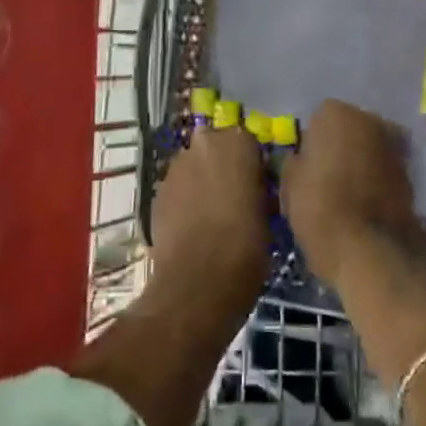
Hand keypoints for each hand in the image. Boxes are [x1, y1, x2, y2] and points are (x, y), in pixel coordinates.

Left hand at [148, 125, 268, 324]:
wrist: (197, 283)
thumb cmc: (246, 246)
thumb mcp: (269, 213)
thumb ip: (258, 187)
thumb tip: (255, 187)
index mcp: (237, 143)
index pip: (250, 142)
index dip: (254, 165)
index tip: (259, 186)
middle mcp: (203, 144)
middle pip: (217, 148)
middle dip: (224, 166)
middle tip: (236, 197)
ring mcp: (175, 167)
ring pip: (195, 166)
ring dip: (203, 180)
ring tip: (213, 213)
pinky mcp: (157, 191)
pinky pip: (178, 187)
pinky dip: (186, 198)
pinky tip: (194, 224)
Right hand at [280, 100, 420, 285]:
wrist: (372, 251)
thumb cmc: (320, 209)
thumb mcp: (289, 185)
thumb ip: (294, 162)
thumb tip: (301, 158)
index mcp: (336, 114)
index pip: (318, 119)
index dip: (311, 144)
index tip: (305, 167)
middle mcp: (370, 120)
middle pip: (348, 130)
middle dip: (339, 148)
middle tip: (323, 178)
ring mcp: (394, 147)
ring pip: (368, 149)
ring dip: (359, 163)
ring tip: (343, 195)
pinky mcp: (410, 176)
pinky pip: (383, 171)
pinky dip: (375, 181)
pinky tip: (361, 205)